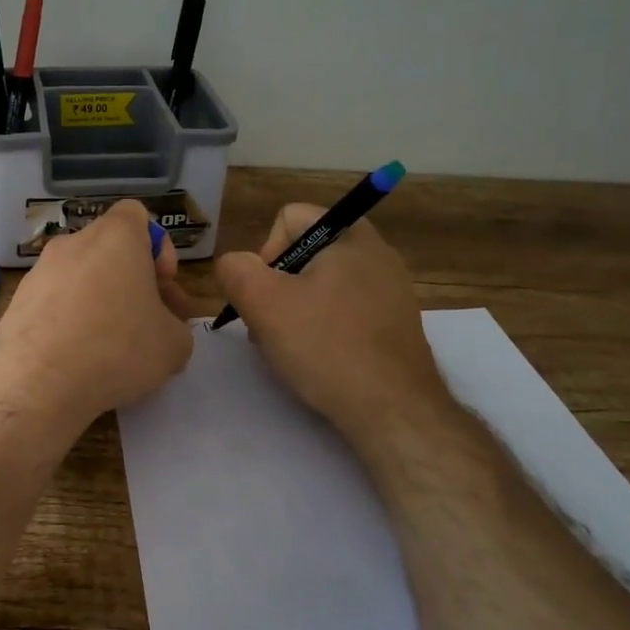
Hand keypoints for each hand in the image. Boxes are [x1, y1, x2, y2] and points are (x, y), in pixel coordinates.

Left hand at [0, 201, 194, 445]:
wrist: (36, 383)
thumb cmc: (117, 348)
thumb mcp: (173, 344)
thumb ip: (175, 326)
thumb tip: (163, 330)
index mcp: (115, 236)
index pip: (136, 214)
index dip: (157, 246)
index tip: (163, 284)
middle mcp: (73, 243)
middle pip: (109, 250)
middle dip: (132, 281)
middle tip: (147, 324)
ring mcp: (40, 271)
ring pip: (81, 277)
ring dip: (100, 302)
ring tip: (113, 348)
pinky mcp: (17, 301)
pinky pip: (55, 302)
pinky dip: (70, 320)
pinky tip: (79, 357)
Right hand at [215, 203, 449, 437]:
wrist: (393, 410)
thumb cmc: (326, 346)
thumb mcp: (263, 303)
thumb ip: (236, 270)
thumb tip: (234, 264)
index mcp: (351, 235)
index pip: (288, 219)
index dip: (265, 253)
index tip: (266, 295)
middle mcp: (377, 253)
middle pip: (303, 254)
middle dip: (278, 287)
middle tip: (272, 326)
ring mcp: (391, 290)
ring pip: (321, 286)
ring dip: (297, 311)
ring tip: (292, 348)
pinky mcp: (395, 324)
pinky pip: (345, 311)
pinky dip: (324, 329)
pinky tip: (319, 360)